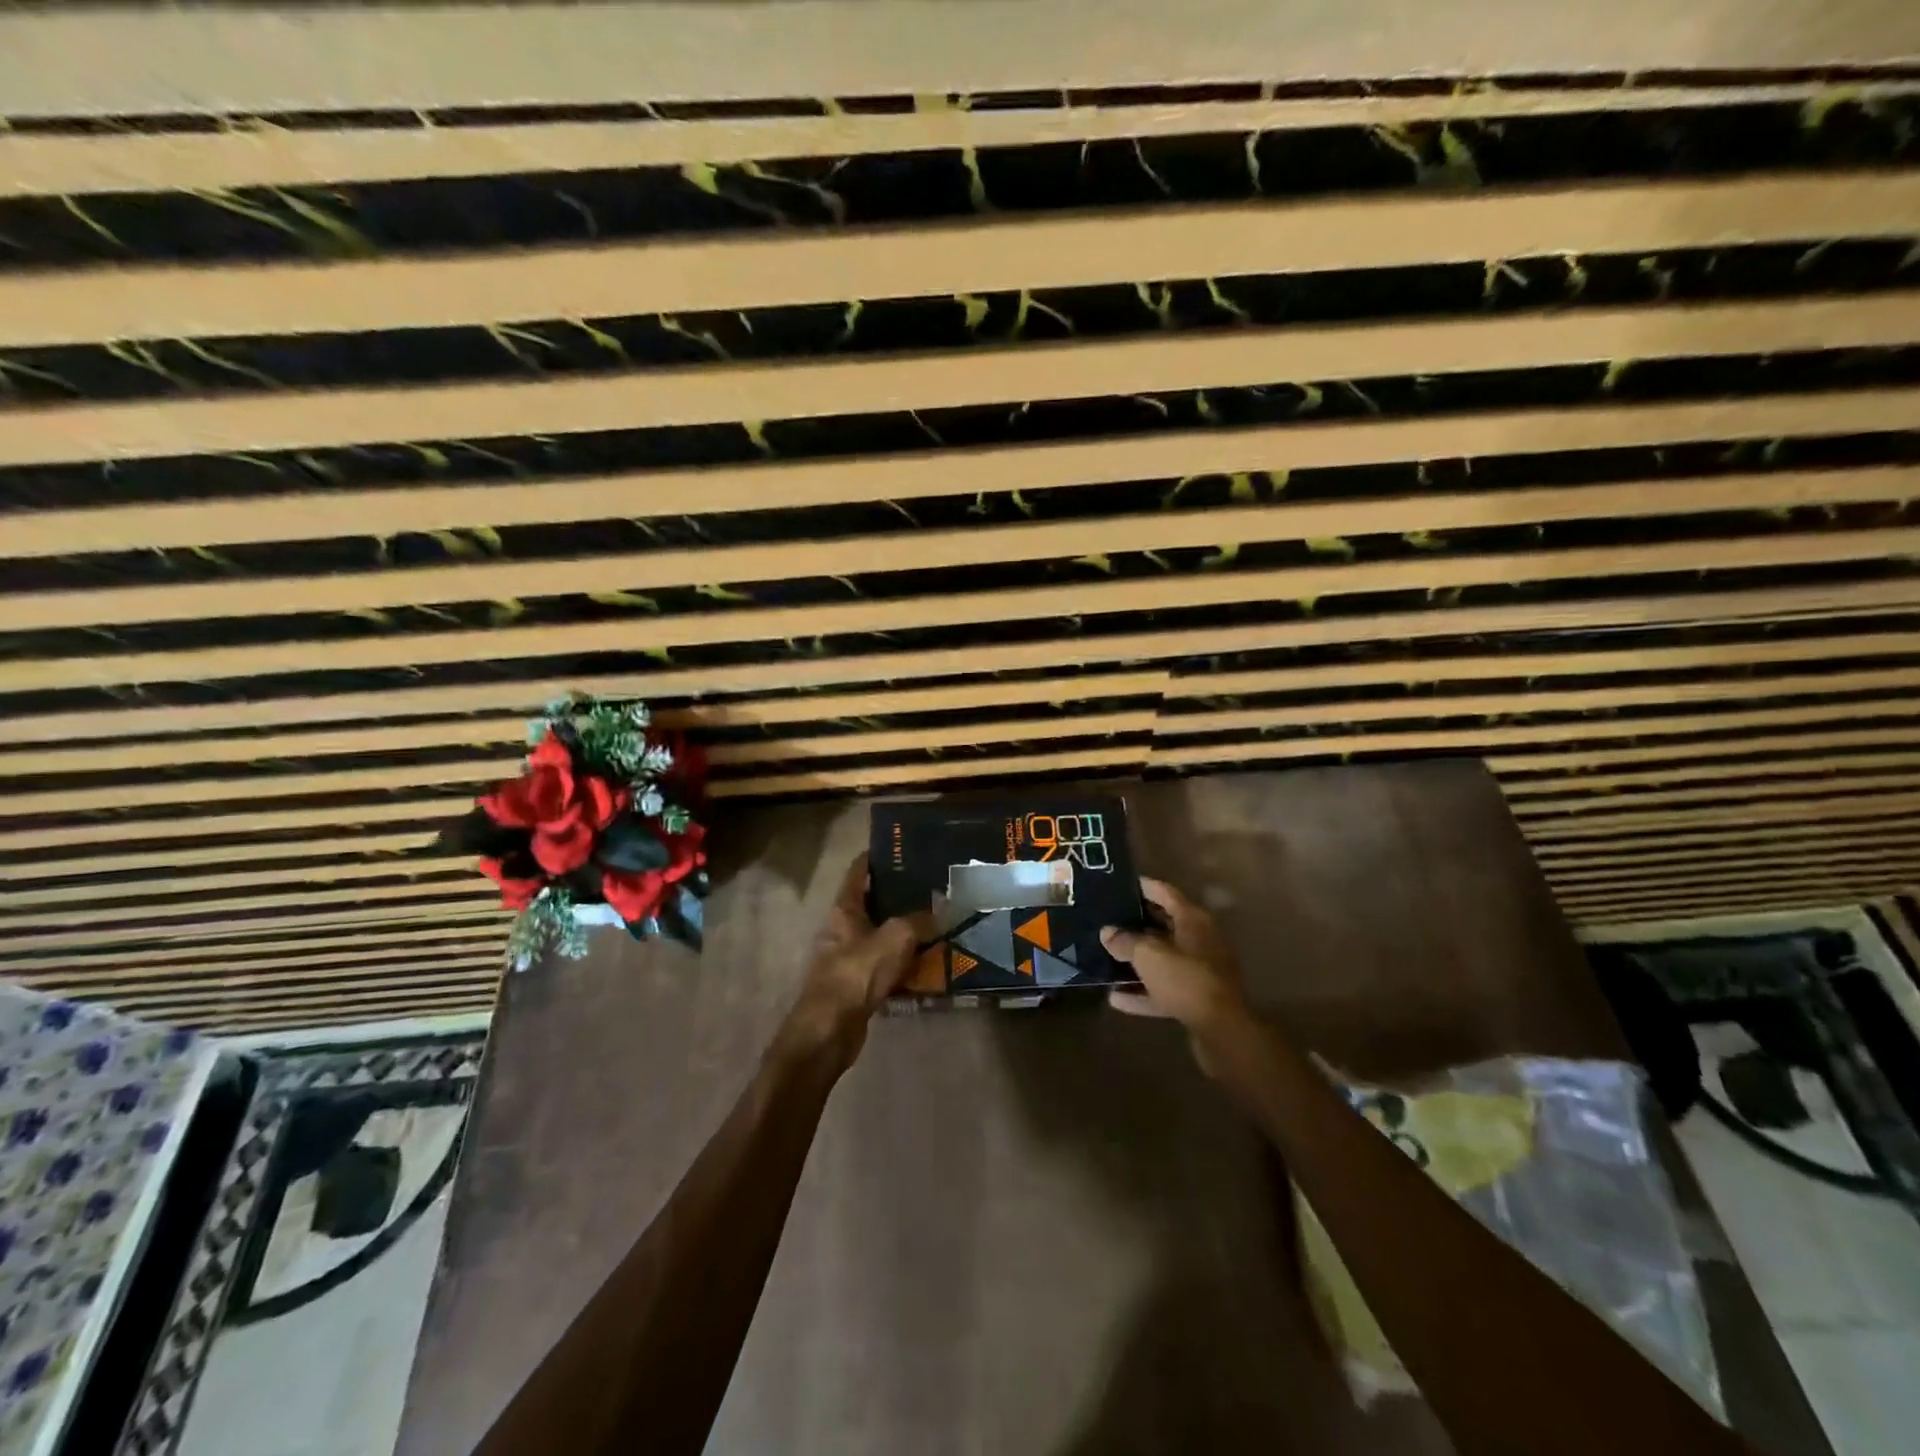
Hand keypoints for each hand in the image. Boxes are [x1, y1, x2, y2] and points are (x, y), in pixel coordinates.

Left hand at [781, 854, 923, 1064]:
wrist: (830, 1030)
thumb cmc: (857, 973)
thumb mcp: (895, 938)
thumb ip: (920, 920)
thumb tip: (942, 908)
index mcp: (844, 909)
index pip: (858, 872)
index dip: (876, 857)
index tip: (900, 847)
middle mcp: (842, 929)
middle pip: (872, 904)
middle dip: (899, 896)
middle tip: (932, 887)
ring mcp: (848, 958)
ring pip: (881, 936)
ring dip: (905, 932)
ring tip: (938, 922)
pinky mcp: (857, 985)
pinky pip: (885, 966)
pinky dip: (904, 963)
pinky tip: (929, 963)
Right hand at [1101, 877, 1249, 1071]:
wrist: (1222, 1029)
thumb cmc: (1186, 979)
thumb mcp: (1148, 955)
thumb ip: (1125, 941)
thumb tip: (1107, 933)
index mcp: (1193, 920)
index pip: (1165, 893)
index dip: (1143, 886)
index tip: (1120, 883)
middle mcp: (1199, 940)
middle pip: (1164, 925)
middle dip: (1136, 923)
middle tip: (1108, 920)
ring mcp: (1200, 970)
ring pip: (1163, 959)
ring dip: (1138, 960)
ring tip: (1108, 957)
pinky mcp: (1197, 998)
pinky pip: (1164, 989)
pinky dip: (1143, 992)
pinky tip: (1116, 998)